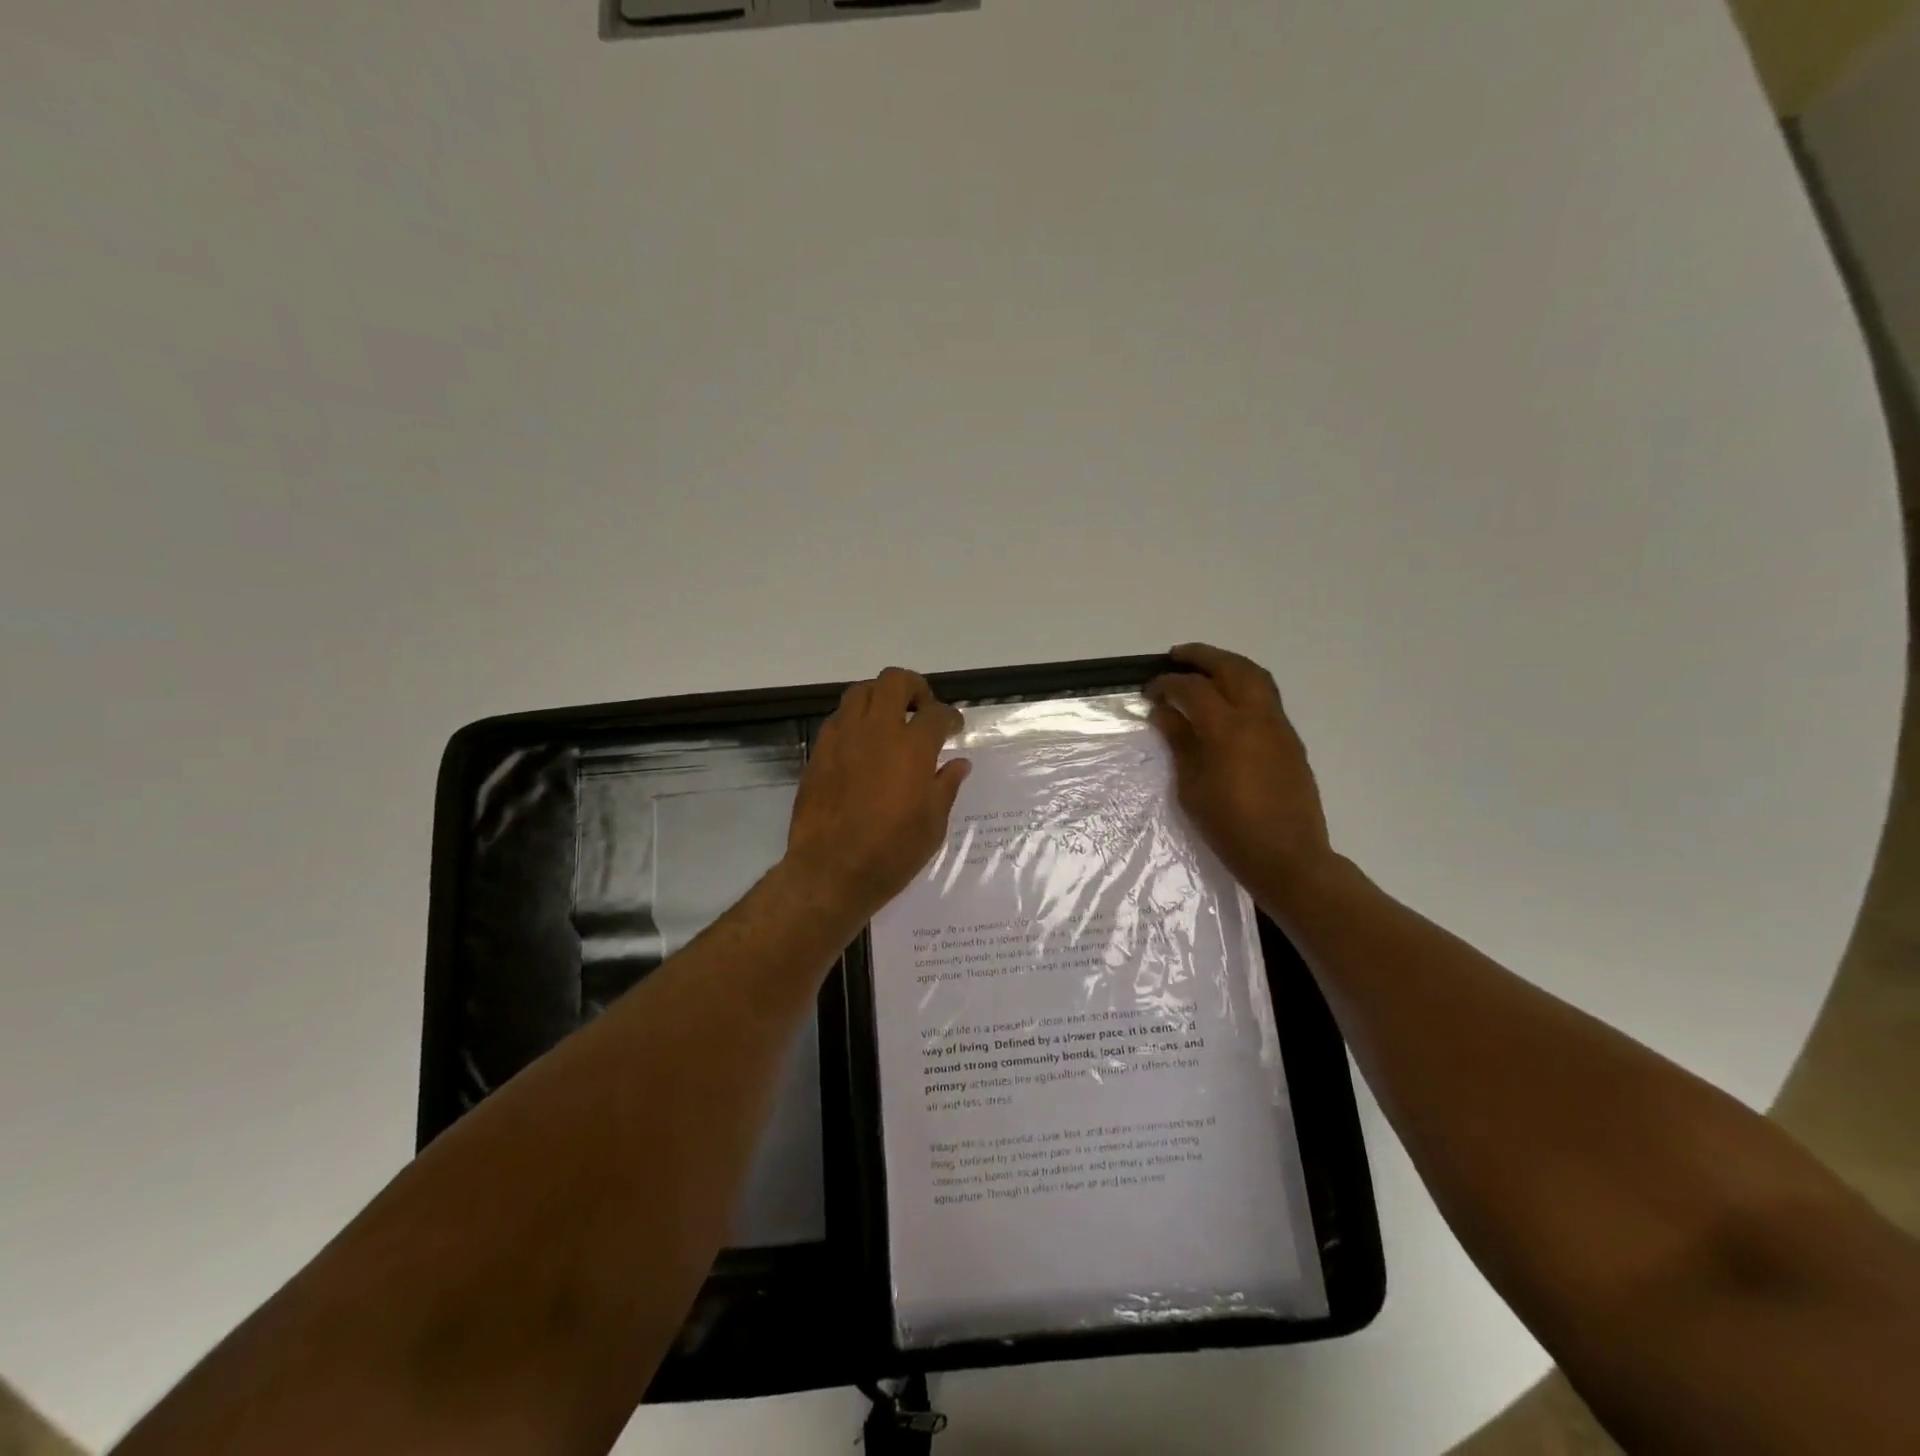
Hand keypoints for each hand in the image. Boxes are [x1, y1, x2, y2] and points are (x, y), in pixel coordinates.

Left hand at [785, 667, 970, 924]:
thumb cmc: (891, 852)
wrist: (831, 871)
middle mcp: (877, 731)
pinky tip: (863, 745)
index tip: (953, 728)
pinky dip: (855, 721)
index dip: (950, 717)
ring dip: (880, 698)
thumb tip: (957, 764)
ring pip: (861, 692)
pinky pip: (839, 718)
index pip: (936, 713)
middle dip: (914, 688)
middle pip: (894, 681)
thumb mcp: (933, 824)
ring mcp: (843, 738)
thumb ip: (945, 786)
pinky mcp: (819, 751)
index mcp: (912, 748)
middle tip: (921, 710)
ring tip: (889, 722)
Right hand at [1147, 643, 1335, 908]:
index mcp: (1228, 730)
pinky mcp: (1290, 740)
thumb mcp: (1192, 788)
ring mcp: (1279, 726)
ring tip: (1204, 669)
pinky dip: (1244, 685)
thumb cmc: (1230, 828)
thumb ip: (1179, 742)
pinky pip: (1267, 697)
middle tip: (1175, 657)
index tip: (1149, 691)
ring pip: (1256, 676)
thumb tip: (1163, 712)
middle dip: (1201, 657)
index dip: (1167, 684)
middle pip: (1231, 668)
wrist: (1288, 857)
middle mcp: (1257, 717)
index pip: (1193, 689)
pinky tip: (1226, 701)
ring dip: (1227, 665)